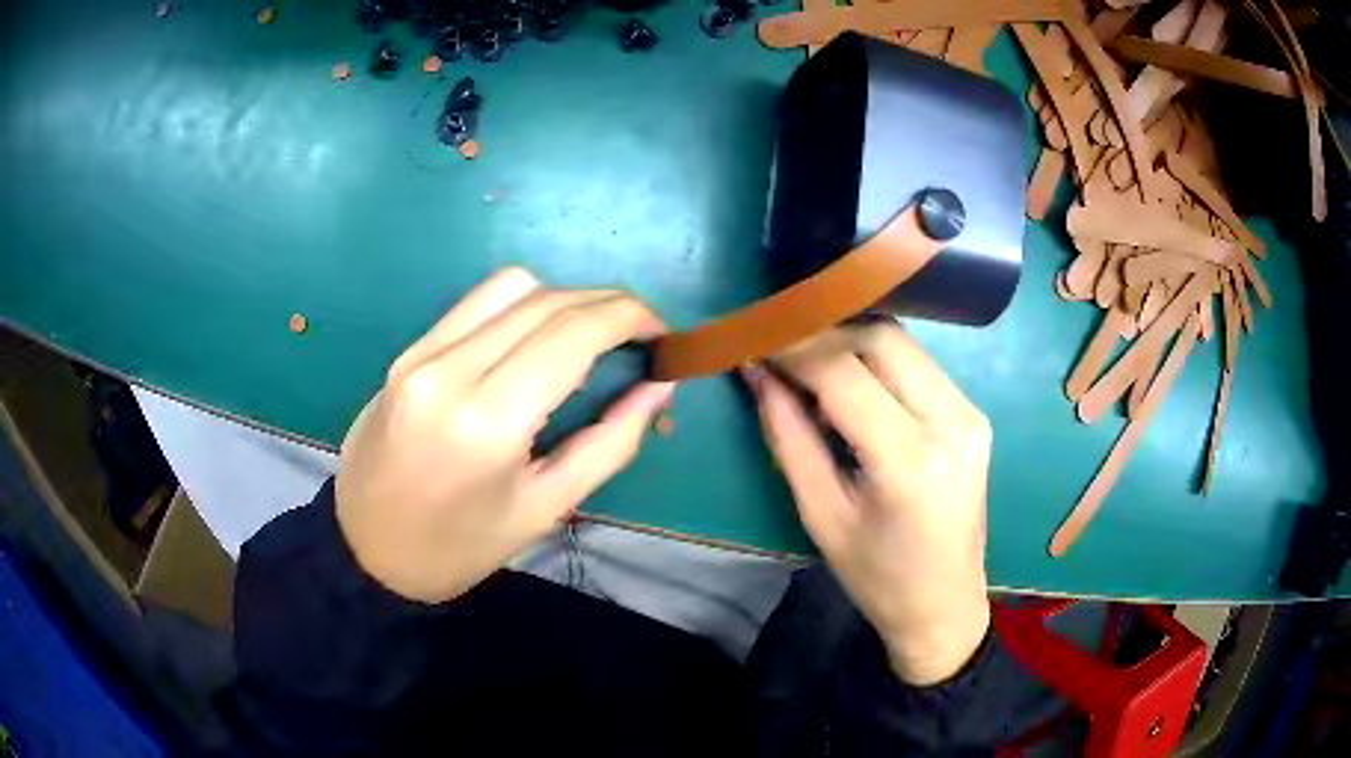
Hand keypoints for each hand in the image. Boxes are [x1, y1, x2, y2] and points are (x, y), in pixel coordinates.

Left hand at [335, 267, 672, 603]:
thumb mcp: (545, 508)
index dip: (628, 317)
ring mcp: (421, 353)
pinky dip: (521, 306)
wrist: (368, 549)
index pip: (571, 332)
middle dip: (606, 303)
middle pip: (546, 300)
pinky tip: (534, 338)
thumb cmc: (461, 546)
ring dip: (564, 298)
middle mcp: (450, 369)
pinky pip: (475, 304)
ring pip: (510, 286)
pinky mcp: (408, 351)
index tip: (660, 332)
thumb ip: (610, 443)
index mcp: (488, 421)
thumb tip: (657, 387)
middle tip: (637, 334)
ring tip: (588, 335)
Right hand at [745, 321, 990, 685]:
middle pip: (879, 338)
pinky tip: (852, 382)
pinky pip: (919, 364)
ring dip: (850, 340)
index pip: (842, 372)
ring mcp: (971, 414)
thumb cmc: (875, 576)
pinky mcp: (975, 414)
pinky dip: (878, 359)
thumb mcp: (820, 514)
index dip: (793, 349)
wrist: (944, 605)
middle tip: (780, 349)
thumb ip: (787, 436)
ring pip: (902, 342)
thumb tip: (756, 371)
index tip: (755, 339)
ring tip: (810, 364)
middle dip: (823, 333)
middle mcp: (951, 422)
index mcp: (909, 460)